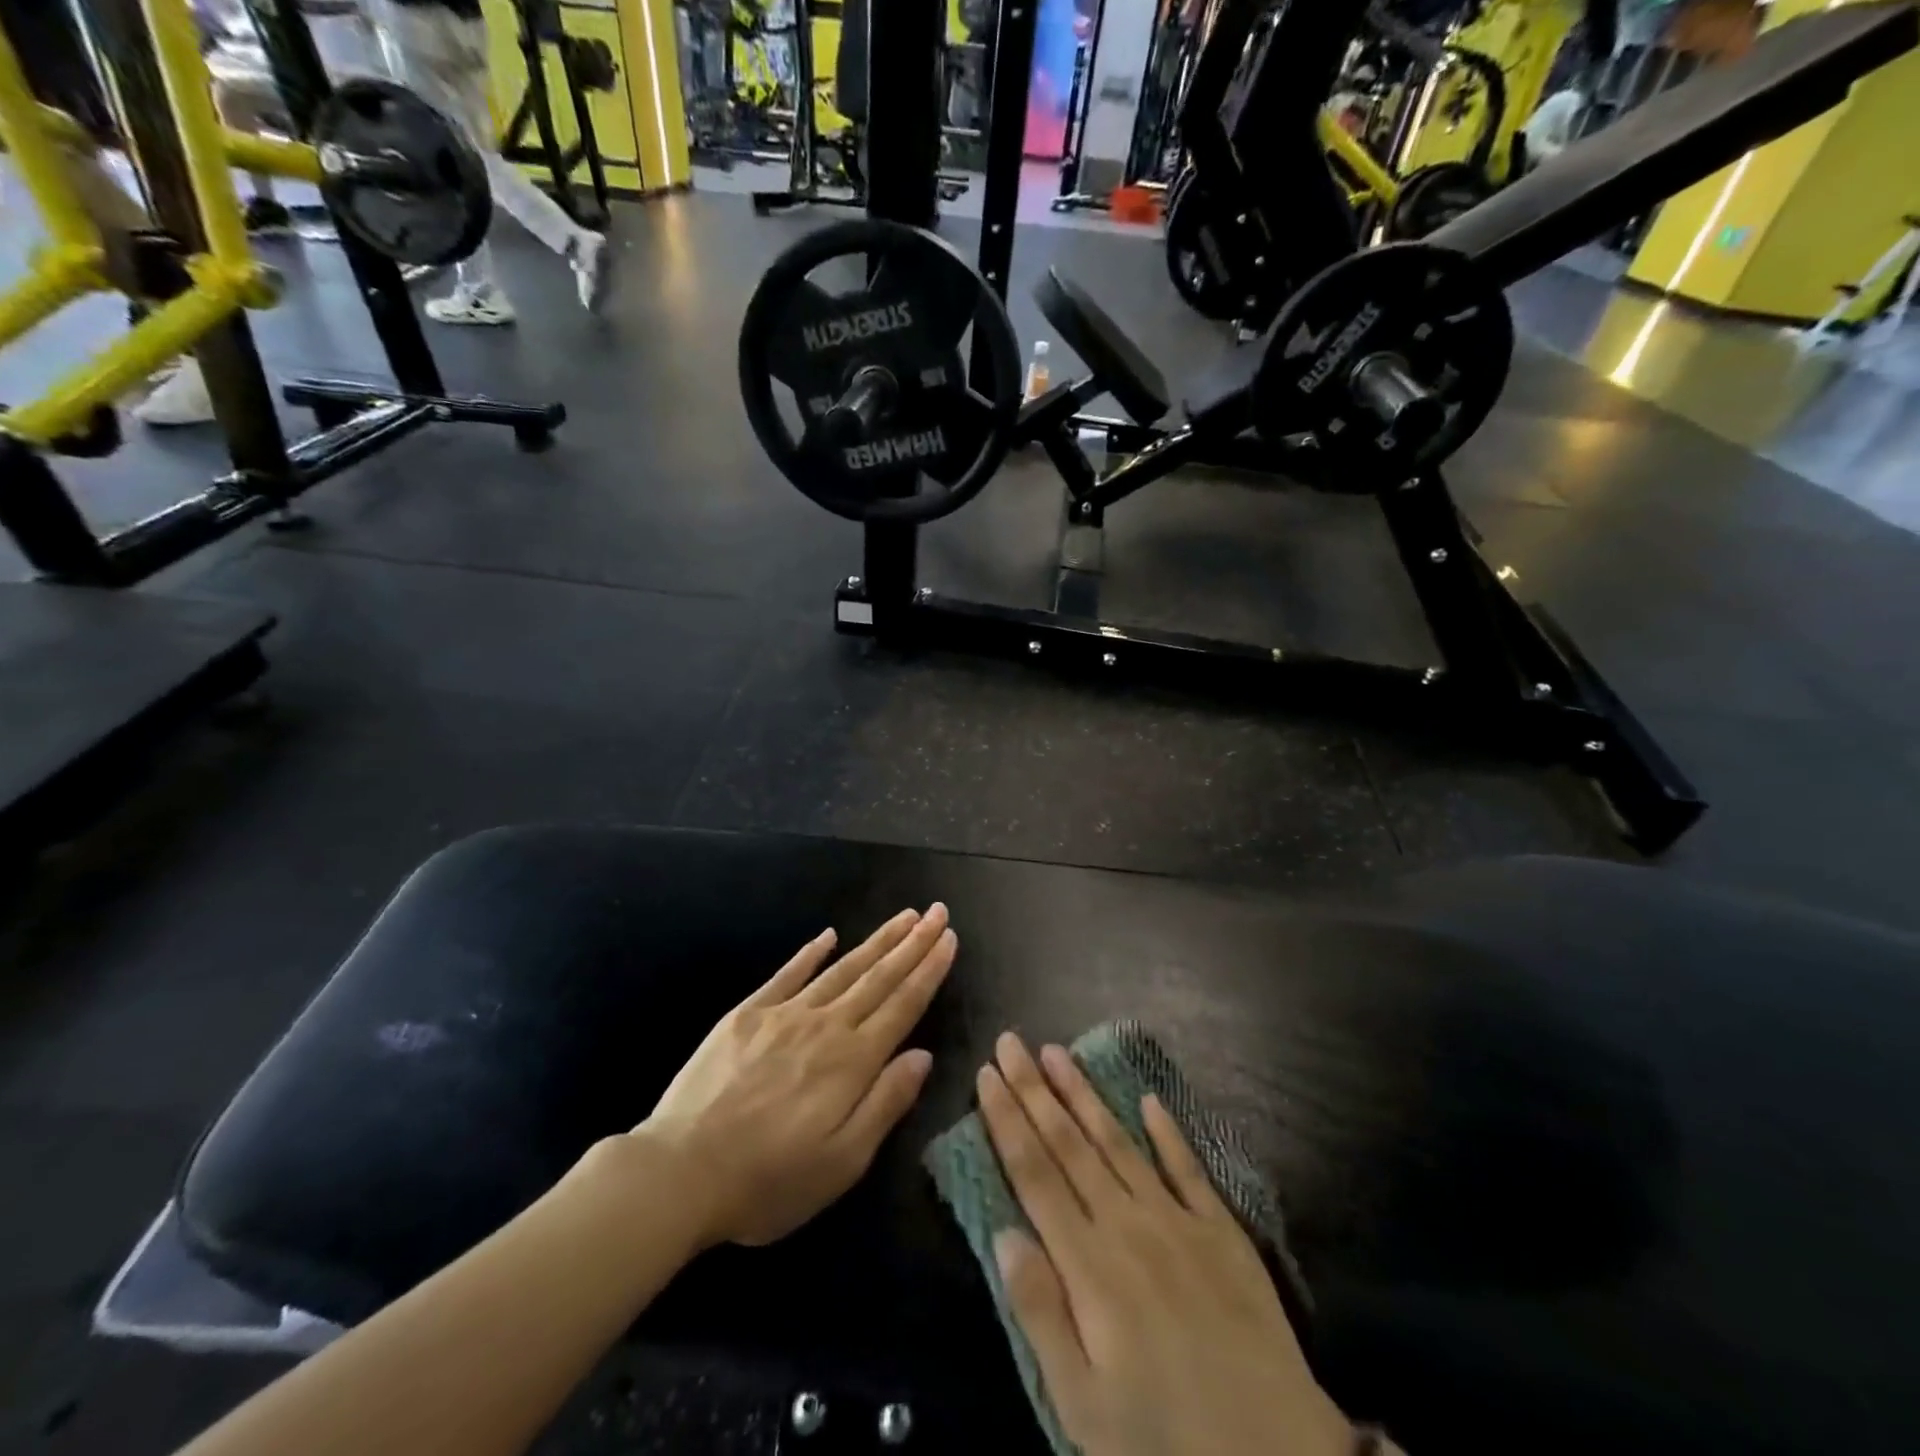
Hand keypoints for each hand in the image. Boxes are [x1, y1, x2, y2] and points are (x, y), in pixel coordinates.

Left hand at [639, 905, 956, 1248]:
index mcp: (852, 1062)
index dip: (929, 970)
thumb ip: (886, 1103)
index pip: (903, 1005)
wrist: (679, 1173)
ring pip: (842, 968)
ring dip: (877, 941)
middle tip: (937, 911)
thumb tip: (923, 1055)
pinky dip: (811, 952)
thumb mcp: (841, 1163)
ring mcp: (784, 1014)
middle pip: (879, 977)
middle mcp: (825, 1026)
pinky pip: (787, 973)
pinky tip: (829, 934)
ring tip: (904, 916)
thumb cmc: (768, 1181)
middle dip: (913, 943)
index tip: (949, 938)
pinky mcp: (747, 1014)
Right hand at [978, 1034, 1353, 1455]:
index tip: (987, 1074)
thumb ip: (1040, 1311)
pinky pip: (1188, 1167)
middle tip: (1011, 1040)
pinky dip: (1166, 1130)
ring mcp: (1178, 1220)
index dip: (1007, 1120)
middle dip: (1034, 1089)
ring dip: (1084, 1094)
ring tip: (1057, 1052)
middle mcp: (1128, 1224)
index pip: (1035, 1173)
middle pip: (1069, 1144)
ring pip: (1118, 1142)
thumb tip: (1004, 1232)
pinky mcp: (1222, 1230)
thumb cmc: (1163, 1438)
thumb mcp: (1082, 1405)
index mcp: (1089, 1264)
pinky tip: (1148, 1098)